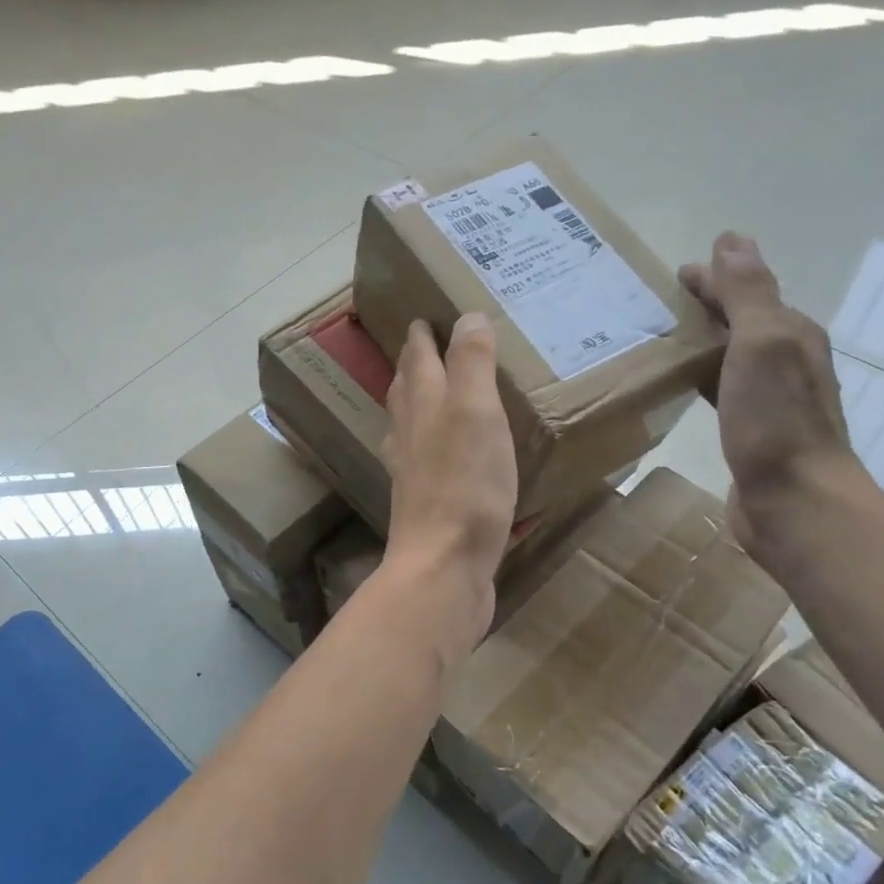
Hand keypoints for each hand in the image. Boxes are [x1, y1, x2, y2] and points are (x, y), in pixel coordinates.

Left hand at [381, 315, 517, 653]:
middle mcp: (409, 436)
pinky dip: (430, 446)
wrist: (443, 567)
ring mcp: (413, 474)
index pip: (418, 359)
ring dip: (416, 403)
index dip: (421, 337)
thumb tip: (467, 317)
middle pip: (406, 391)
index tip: (421, 318)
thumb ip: (471, 364)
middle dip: (412, 365)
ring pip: (409, 426)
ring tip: (428, 394)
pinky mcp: (426, 506)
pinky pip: (424, 462)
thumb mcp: (476, 412)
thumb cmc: (465, 486)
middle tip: (422, 346)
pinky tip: (441, 457)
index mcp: (423, 407)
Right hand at [679, 233, 865, 565]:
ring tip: (661, 339)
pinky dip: (702, 377)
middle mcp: (786, 360)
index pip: (749, 290)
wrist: (795, 501)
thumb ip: (748, 294)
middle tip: (658, 305)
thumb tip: (732, 240)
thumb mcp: (762, 345)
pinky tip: (682, 386)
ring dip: (703, 342)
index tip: (674, 275)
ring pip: (732, 355)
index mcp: (792, 334)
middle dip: (707, 307)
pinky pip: (722, 389)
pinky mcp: (752, 431)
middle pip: (742, 321)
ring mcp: (771, 399)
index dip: (715, 278)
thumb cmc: (775, 421)